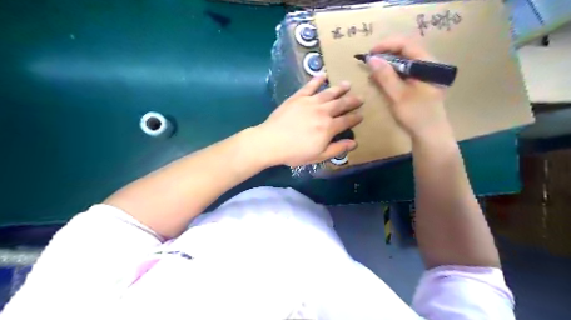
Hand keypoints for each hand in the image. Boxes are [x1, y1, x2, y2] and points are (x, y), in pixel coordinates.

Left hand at [254, 74, 360, 165]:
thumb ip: (338, 149)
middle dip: (352, 101)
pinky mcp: (298, 97)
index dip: (355, 118)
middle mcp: (323, 111)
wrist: (272, 142)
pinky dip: (317, 80)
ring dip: (339, 88)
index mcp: (329, 127)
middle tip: (360, 97)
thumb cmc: (295, 152)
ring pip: (328, 93)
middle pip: (341, 104)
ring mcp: (310, 102)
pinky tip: (323, 74)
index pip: (347, 120)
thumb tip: (355, 143)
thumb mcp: (319, 156)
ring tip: (347, 84)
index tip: (361, 115)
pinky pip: (309, 86)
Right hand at [368, 36, 453, 138]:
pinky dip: (391, 74)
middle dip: (385, 54)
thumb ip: (385, 76)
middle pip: (405, 51)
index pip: (407, 44)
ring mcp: (424, 75)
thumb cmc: (416, 115)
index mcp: (428, 64)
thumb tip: (371, 58)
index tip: (370, 53)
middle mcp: (428, 65)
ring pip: (404, 61)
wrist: (430, 135)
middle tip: (369, 62)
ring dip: (387, 64)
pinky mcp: (419, 84)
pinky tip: (381, 80)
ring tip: (373, 72)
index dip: (387, 45)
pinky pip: (404, 72)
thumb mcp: (398, 96)